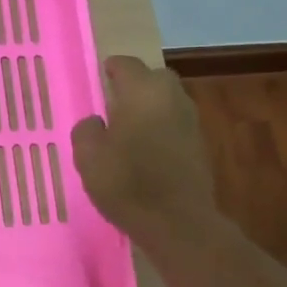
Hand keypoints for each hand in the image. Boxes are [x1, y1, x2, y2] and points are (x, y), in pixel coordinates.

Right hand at [71, 56, 217, 244]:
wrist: (177, 222)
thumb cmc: (127, 182)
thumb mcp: (88, 157)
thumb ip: (86, 130)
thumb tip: (96, 122)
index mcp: (143, 91)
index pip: (126, 64)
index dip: (110, 69)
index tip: (99, 78)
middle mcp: (171, 97)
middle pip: (153, 78)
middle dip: (135, 85)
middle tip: (114, 103)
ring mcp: (190, 121)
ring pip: (167, 101)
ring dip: (150, 108)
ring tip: (129, 128)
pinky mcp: (200, 145)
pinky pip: (175, 125)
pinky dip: (161, 129)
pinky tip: (147, 150)